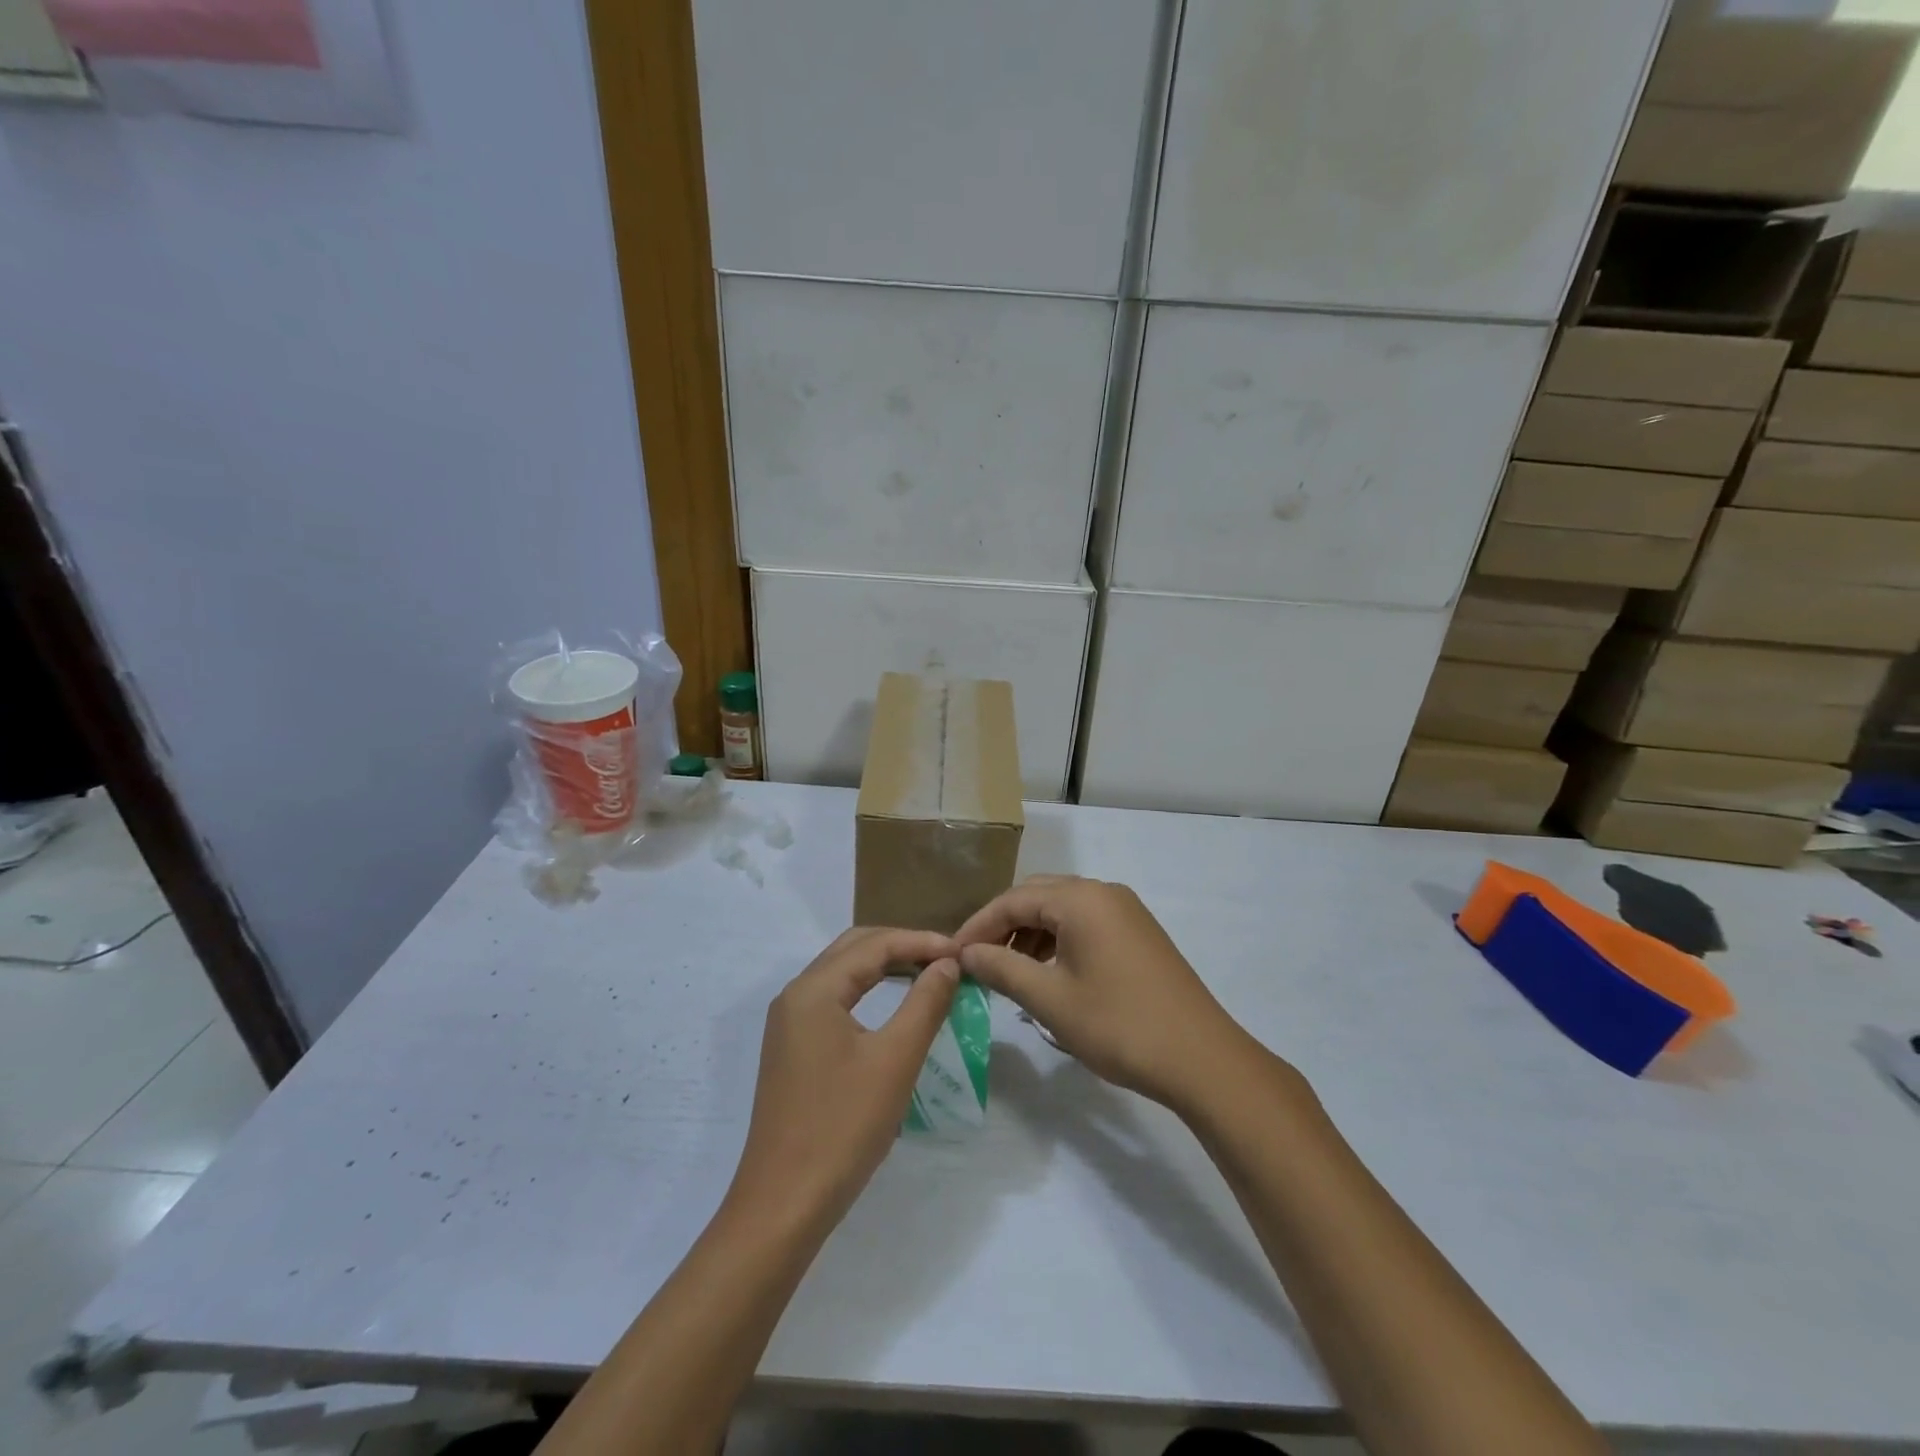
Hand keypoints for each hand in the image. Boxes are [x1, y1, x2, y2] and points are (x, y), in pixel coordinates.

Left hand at [727, 928, 958, 1233]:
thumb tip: (948, 963)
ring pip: (842, 973)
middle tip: (945, 959)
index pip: (874, 944)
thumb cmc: (843, 1127)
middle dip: (901, 945)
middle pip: (854, 949)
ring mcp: (789, 1023)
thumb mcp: (895, 1060)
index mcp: (813, 990)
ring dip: (884, 966)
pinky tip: (893, 1007)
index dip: (921, 941)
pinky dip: (867, 991)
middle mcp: (795, 995)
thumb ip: (925, 1003)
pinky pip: (834, 1000)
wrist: (784, 1204)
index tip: (962, 952)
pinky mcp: (792, 1049)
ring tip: (927, 974)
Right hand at [953, 875, 1251, 1110]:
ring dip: (1030, 934)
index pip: (1013, 899)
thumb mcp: (1050, 1000)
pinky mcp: (1138, 933)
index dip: (978, 925)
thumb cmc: (1119, 1025)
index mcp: (1081, 899)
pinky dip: (1058, 941)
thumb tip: (967, 952)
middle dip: (1003, 926)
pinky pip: (1085, 923)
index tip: (951, 955)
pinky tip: (1047, 974)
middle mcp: (1103, 892)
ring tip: (1009, 972)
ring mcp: (1125, 911)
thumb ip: (1003, 968)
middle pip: (1037, 896)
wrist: (1202, 1059)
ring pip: (1062, 910)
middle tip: (977, 961)